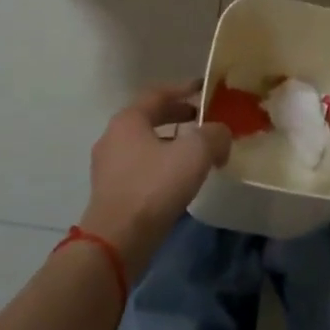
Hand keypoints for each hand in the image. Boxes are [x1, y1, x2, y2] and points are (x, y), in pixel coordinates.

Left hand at [77, 82, 231, 276]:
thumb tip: (221, 134)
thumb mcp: (195, 154)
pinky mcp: (111, 191)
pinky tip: (180, 178)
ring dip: (171, 142)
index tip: (205, 89)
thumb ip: (214, 135)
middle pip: (150, 118)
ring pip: (146, 144)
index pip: (159, 94)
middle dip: (179, 116)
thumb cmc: (154, 187)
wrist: (118, 240)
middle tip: (204, 119)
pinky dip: (162, 164)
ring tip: (197, 151)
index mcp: (128, 119)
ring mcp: (108, 166)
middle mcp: (113, 136)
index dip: (184, 89)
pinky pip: (141, 167)